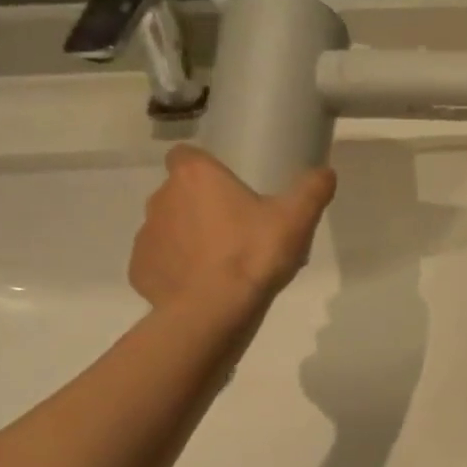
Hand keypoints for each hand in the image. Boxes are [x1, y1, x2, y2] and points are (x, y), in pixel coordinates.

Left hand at [129, 145, 336, 312]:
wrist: (213, 312)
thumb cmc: (253, 254)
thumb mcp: (296, 218)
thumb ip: (312, 189)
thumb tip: (326, 172)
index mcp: (195, 177)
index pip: (184, 154)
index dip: (204, 166)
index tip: (227, 185)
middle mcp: (162, 199)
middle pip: (179, 193)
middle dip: (201, 205)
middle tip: (236, 227)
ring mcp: (146, 236)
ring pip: (168, 227)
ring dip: (189, 237)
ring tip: (222, 261)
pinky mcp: (140, 270)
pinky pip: (161, 261)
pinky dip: (177, 268)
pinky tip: (203, 284)